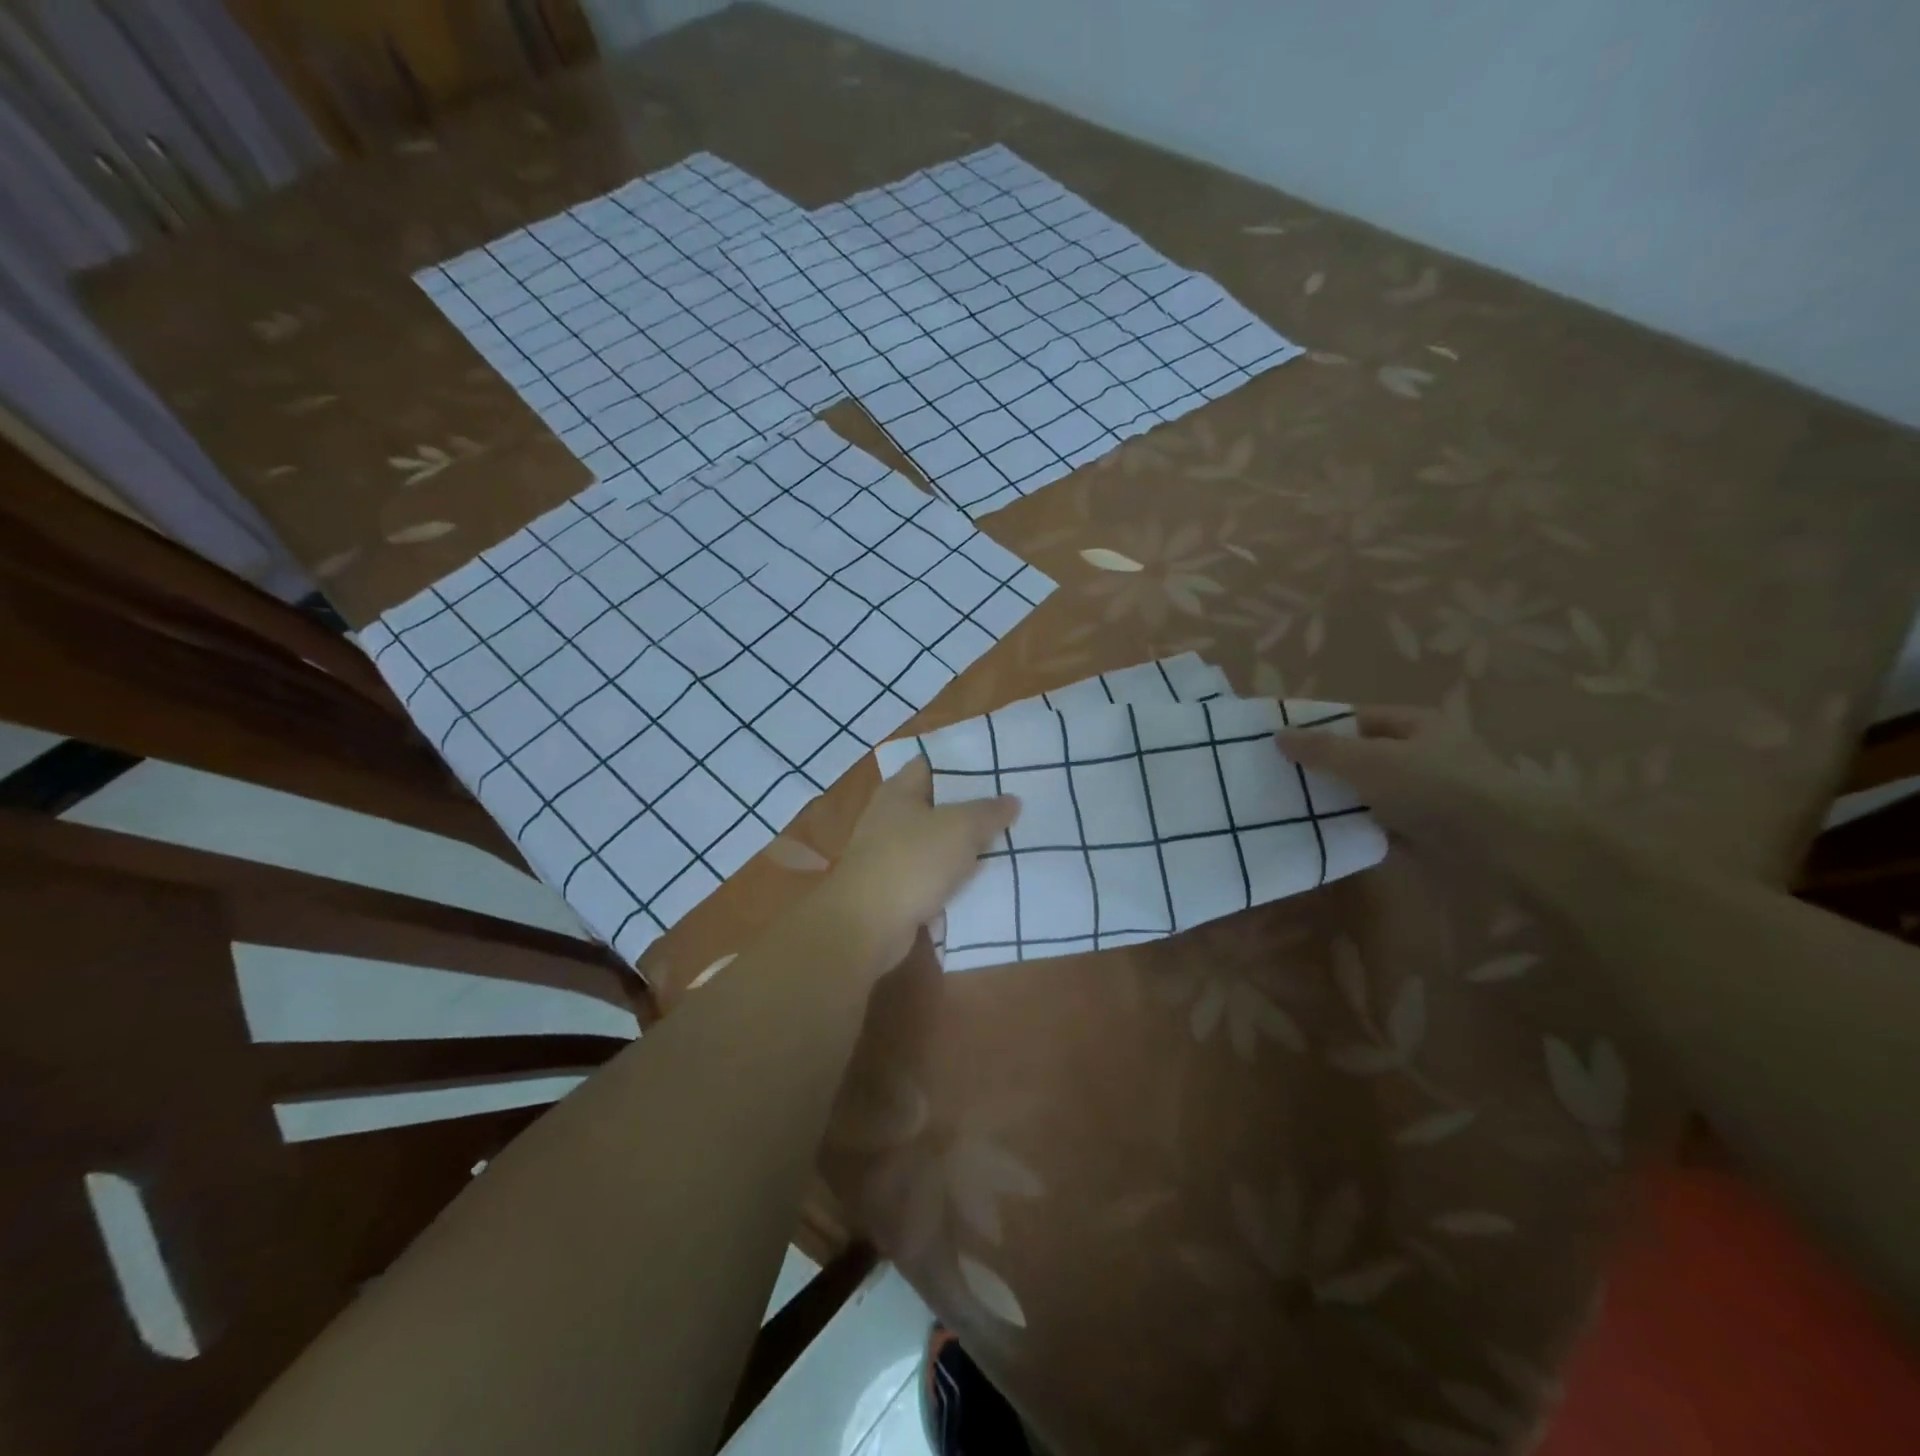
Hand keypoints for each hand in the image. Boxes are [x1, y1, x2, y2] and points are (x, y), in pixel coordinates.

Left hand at [827, 757, 1020, 969]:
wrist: (868, 925)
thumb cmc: (912, 862)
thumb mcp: (960, 828)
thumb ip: (988, 811)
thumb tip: (1011, 800)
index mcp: (899, 791)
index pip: (931, 763)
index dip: (963, 763)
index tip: (997, 767)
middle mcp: (890, 816)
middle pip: (936, 803)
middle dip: (970, 806)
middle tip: (1011, 806)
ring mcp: (890, 853)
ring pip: (936, 840)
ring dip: (964, 844)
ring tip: (1006, 841)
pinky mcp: (894, 886)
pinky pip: (932, 873)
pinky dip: (953, 875)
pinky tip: (982, 878)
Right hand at [1277, 706, 1577, 866]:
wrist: (1505, 845)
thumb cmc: (1434, 788)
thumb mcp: (1368, 761)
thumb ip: (1322, 749)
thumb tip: (1278, 735)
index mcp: (1415, 724)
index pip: (1356, 718)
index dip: (1319, 728)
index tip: (1282, 745)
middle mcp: (1425, 753)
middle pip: (1363, 755)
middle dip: (1326, 767)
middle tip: (1283, 780)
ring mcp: (1430, 793)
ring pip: (1372, 792)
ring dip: (1342, 801)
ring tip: (1297, 811)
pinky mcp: (1432, 830)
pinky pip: (1385, 824)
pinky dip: (1362, 828)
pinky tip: (1332, 836)